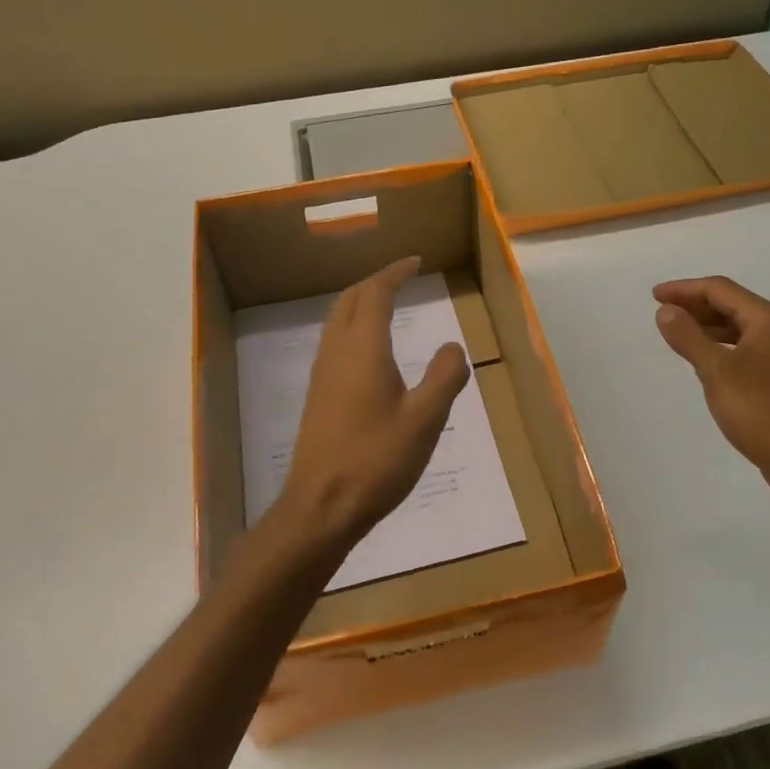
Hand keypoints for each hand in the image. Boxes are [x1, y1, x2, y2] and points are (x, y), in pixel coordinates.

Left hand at [271, 257, 469, 556]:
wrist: (321, 507)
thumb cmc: (377, 460)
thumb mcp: (425, 419)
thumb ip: (444, 377)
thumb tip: (452, 347)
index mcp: (363, 349)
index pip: (375, 293)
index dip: (395, 273)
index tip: (415, 261)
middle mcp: (336, 353)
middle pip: (350, 300)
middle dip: (375, 282)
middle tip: (401, 277)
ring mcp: (322, 375)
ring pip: (337, 321)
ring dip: (360, 303)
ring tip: (386, 304)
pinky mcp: (318, 397)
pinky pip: (334, 343)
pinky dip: (353, 327)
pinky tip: (369, 351)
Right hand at [653, 276, 769, 504]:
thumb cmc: (760, 411)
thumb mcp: (716, 371)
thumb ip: (688, 337)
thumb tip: (666, 311)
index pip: (721, 290)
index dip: (684, 289)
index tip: (654, 297)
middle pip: (733, 306)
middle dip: (696, 306)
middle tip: (663, 313)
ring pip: (741, 329)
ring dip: (709, 327)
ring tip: (679, 335)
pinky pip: (748, 350)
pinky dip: (723, 348)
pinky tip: (708, 363)